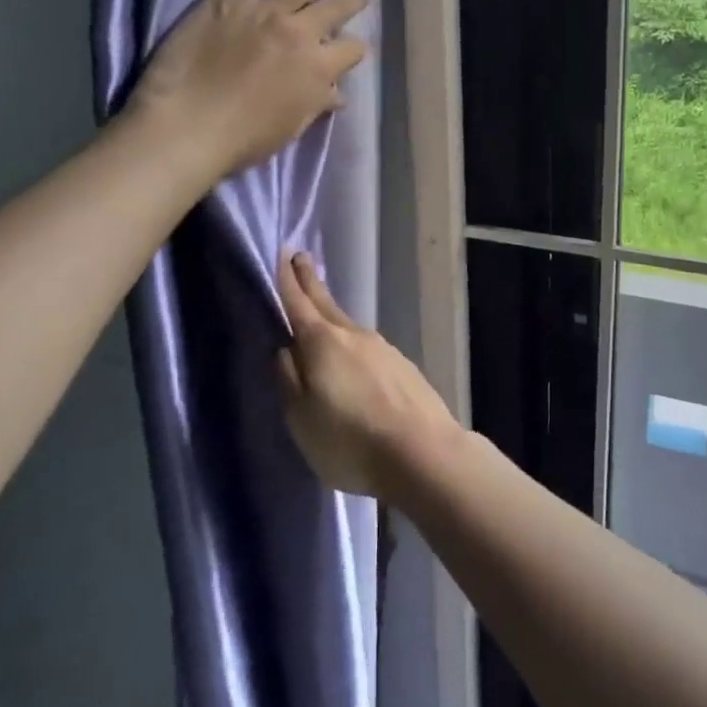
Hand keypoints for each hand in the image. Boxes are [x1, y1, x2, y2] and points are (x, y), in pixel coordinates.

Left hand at [131, 0, 369, 174]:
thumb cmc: (240, 140)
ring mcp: (269, 10)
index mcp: (318, 71)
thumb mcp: (290, 128)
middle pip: (340, 7)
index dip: (355, 47)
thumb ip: (316, 104)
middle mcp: (303, 34)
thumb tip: (338, 95)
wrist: (187, 129)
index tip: (352, 47)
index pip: (352, 50)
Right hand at [276, 251, 460, 497]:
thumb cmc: (350, 440)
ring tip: (320, 311)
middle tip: (300, 260)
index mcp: (323, 342)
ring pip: (348, 325)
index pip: (299, 302)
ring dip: (331, 314)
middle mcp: (354, 335)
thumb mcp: (301, 418)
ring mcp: (383, 348)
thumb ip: (289, 379)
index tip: (284, 254)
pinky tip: (352, 356)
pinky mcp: (403, 366)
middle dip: (311, 282)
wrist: (423, 452)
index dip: (288, 280)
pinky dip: (352, 341)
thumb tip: (285, 348)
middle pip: (326, 304)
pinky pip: (367, 346)